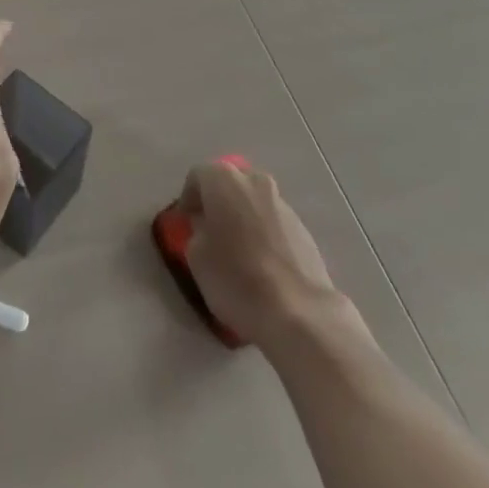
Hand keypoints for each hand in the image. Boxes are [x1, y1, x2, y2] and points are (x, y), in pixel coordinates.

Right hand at [178, 160, 351, 351]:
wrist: (299, 312)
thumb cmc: (236, 278)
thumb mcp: (196, 257)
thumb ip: (197, 231)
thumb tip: (207, 227)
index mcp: (224, 179)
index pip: (197, 176)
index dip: (188, 198)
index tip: (185, 223)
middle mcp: (254, 181)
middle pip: (229, 183)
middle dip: (218, 202)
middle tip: (209, 231)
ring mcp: (282, 202)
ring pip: (253, 201)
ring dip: (242, 217)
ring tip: (237, 250)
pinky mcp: (302, 227)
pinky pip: (272, 222)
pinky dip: (263, 234)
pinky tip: (261, 264)